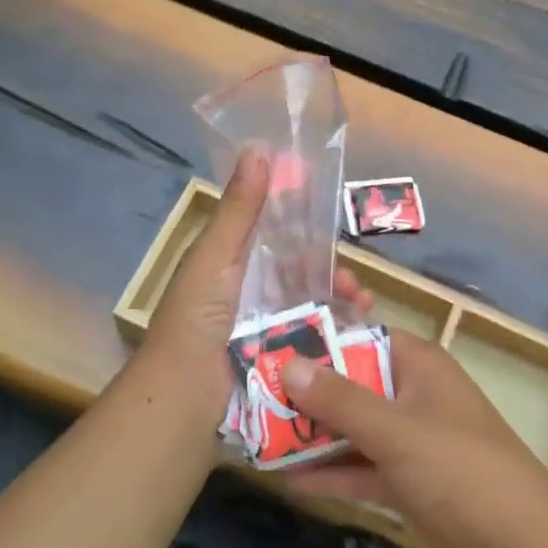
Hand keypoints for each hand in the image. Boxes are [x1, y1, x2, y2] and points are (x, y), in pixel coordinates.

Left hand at [126, 152, 373, 430]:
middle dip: (329, 271)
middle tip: (352, 279)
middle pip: (297, 274)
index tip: (333, 219)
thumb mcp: (216, 256)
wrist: (185, 398)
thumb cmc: (197, 318)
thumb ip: (239, 209)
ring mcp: (263, 330)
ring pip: (310, 305)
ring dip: (339, 299)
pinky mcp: (278, 359)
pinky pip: (312, 337)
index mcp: (229, 265)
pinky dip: (337, 330)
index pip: (271, 235)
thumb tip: (259, 149)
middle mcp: (247, 295)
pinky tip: (359, 327)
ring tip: (362, 303)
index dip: (301, 224)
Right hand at [281, 324, 547, 547]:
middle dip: (307, 392)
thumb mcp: (394, 430)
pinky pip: (361, 467)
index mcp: (418, 364)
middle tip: (252, 394)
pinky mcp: (407, 481)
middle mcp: (412, 394)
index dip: (320, 338)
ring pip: (352, 428)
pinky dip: (331, 472)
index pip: (361, 335)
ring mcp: (410, 440)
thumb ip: (339, 399)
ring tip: (258, 436)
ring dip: (313, 434)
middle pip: (351, 383)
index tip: (273, 343)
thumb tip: (288, 364)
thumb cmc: (459, 468)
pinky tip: (288, 480)